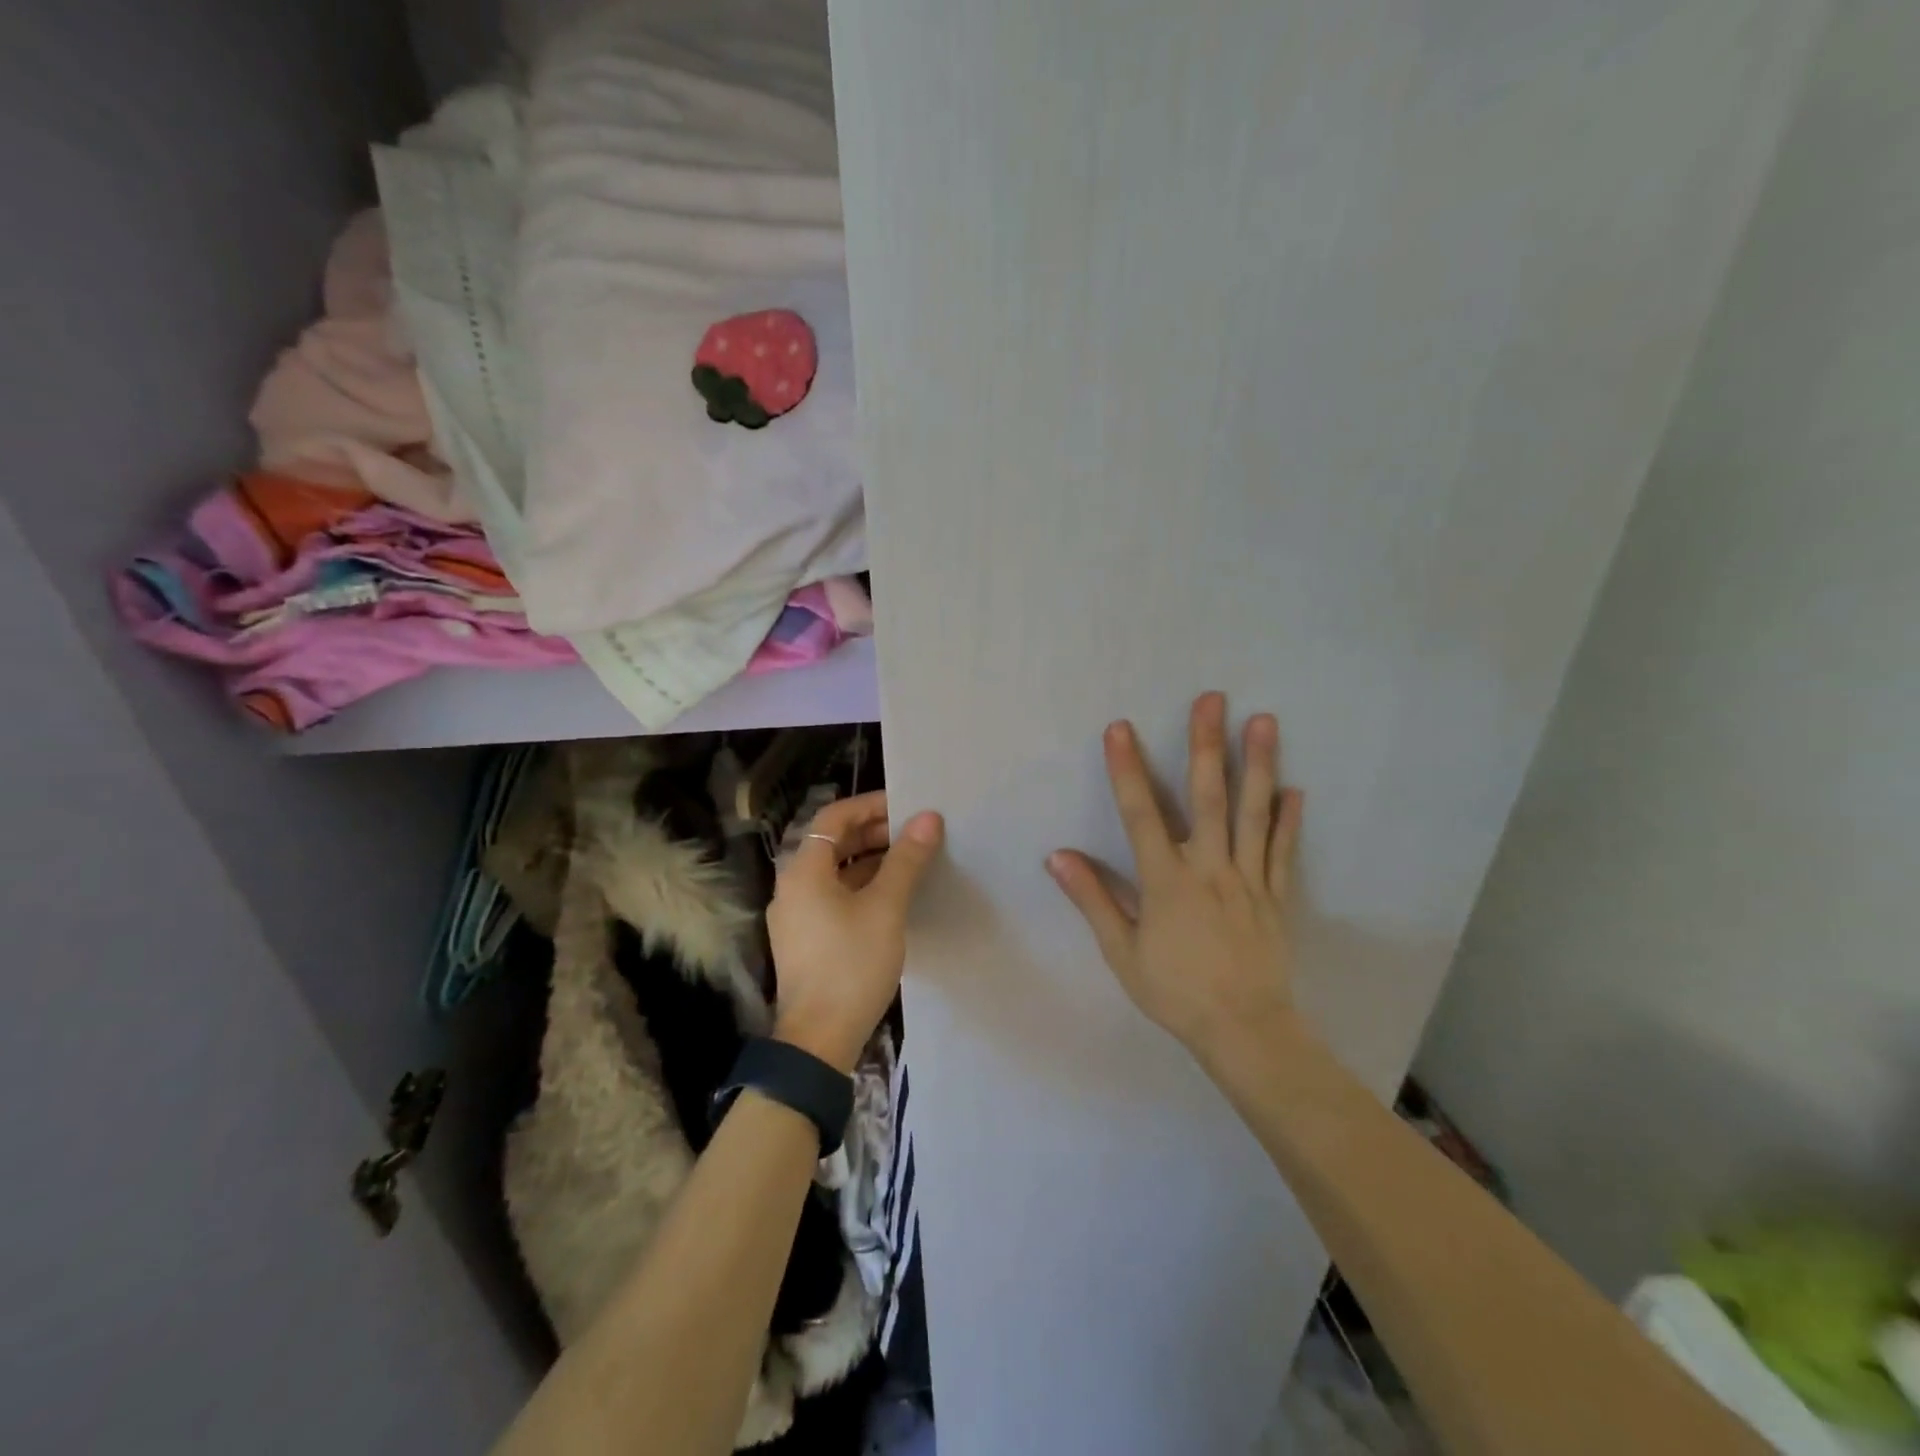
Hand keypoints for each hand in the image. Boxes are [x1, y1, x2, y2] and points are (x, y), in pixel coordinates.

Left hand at [767, 791, 945, 1072]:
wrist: (819, 1039)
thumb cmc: (851, 964)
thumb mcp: (885, 907)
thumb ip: (906, 859)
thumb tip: (929, 818)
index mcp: (804, 870)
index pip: (834, 818)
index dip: (870, 806)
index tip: (907, 806)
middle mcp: (793, 886)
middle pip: (833, 843)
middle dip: (874, 833)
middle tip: (915, 833)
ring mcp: (796, 915)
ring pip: (835, 872)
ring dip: (870, 861)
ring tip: (910, 861)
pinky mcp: (805, 939)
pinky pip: (833, 897)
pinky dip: (861, 887)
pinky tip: (892, 896)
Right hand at [1048, 693, 1303, 1064]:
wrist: (1244, 1031)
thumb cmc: (1175, 992)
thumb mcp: (1121, 952)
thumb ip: (1093, 899)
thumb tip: (1058, 856)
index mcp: (1167, 881)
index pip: (1141, 814)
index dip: (1128, 770)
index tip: (1120, 729)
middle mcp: (1210, 869)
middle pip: (1208, 797)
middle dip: (1207, 745)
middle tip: (1212, 698)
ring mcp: (1249, 879)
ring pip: (1254, 814)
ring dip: (1258, 765)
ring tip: (1264, 721)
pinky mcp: (1277, 896)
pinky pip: (1284, 852)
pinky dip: (1289, 820)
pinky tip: (1294, 789)